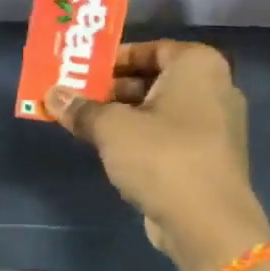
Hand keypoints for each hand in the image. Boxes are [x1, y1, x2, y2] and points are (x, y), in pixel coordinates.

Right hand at [45, 41, 269, 270]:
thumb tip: (52, 94)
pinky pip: (171, 138)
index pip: (153, 48)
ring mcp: (217, 127)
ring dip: (126, 117)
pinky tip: (113, 153)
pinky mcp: (210, 160)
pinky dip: (144, 140)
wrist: (207, 222)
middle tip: (78, 98)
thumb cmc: (162, 157)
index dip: (116, 58)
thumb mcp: (112, 128)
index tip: (85, 70)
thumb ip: (82, 109)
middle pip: (157, 80)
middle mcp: (216, 89)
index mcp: (199, 66)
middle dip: (115, 90)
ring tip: (87, 125)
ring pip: (162, 112)